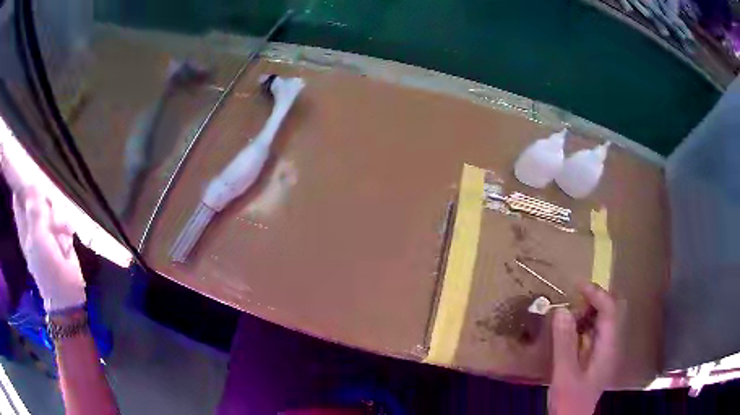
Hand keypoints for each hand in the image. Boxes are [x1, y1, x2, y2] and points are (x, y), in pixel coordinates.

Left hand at [1, 140, 85, 312]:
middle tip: (51, 206)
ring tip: (62, 230)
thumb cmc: (49, 270)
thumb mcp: (39, 241)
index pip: (18, 197)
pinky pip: (61, 217)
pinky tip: (68, 236)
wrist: (67, 295)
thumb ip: (35, 213)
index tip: (30, 170)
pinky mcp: (58, 235)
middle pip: (35, 197)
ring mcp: (45, 230)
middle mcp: (32, 224)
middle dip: (44, 198)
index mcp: (24, 226)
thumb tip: (33, 184)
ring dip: (58, 214)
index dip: (21, 183)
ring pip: (50, 207)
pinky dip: (65, 224)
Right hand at [548, 283, 619, 414]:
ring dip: (588, 311)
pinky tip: (571, 330)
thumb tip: (562, 311)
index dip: (596, 294)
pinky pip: (594, 332)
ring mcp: (605, 351)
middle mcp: (611, 345)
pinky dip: (584, 324)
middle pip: (611, 311)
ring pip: (603, 320)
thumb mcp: (564, 374)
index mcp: (608, 347)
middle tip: (574, 299)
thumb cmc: (571, 400)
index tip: (577, 285)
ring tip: (569, 313)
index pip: (610, 310)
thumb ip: (565, 344)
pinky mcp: (597, 357)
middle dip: (595, 300)